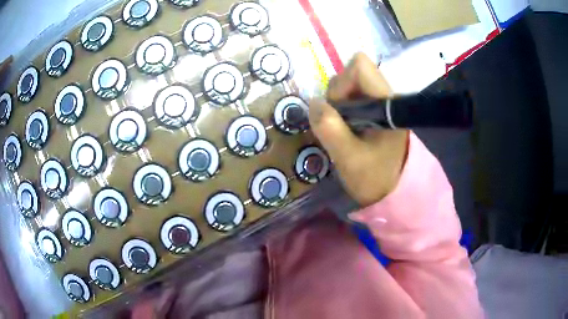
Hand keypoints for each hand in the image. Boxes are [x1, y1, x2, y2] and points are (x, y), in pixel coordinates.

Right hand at [309, 53, 408, 206]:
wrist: (394, 190)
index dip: (342, 83)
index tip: (338, 110)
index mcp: (386, 102)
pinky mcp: (375, 110)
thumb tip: (314, 103)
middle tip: (340, 124)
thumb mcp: (349, 158)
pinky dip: (342, 110)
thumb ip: (330, 129)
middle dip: (338, 96)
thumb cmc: (375, 177)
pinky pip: (351, 98)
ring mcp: (380, 102)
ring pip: (349, 86)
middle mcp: (384, 95)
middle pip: (351, 74)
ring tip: (343, 129)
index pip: (360, 66)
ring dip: (338, 104)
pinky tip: (346, 129)